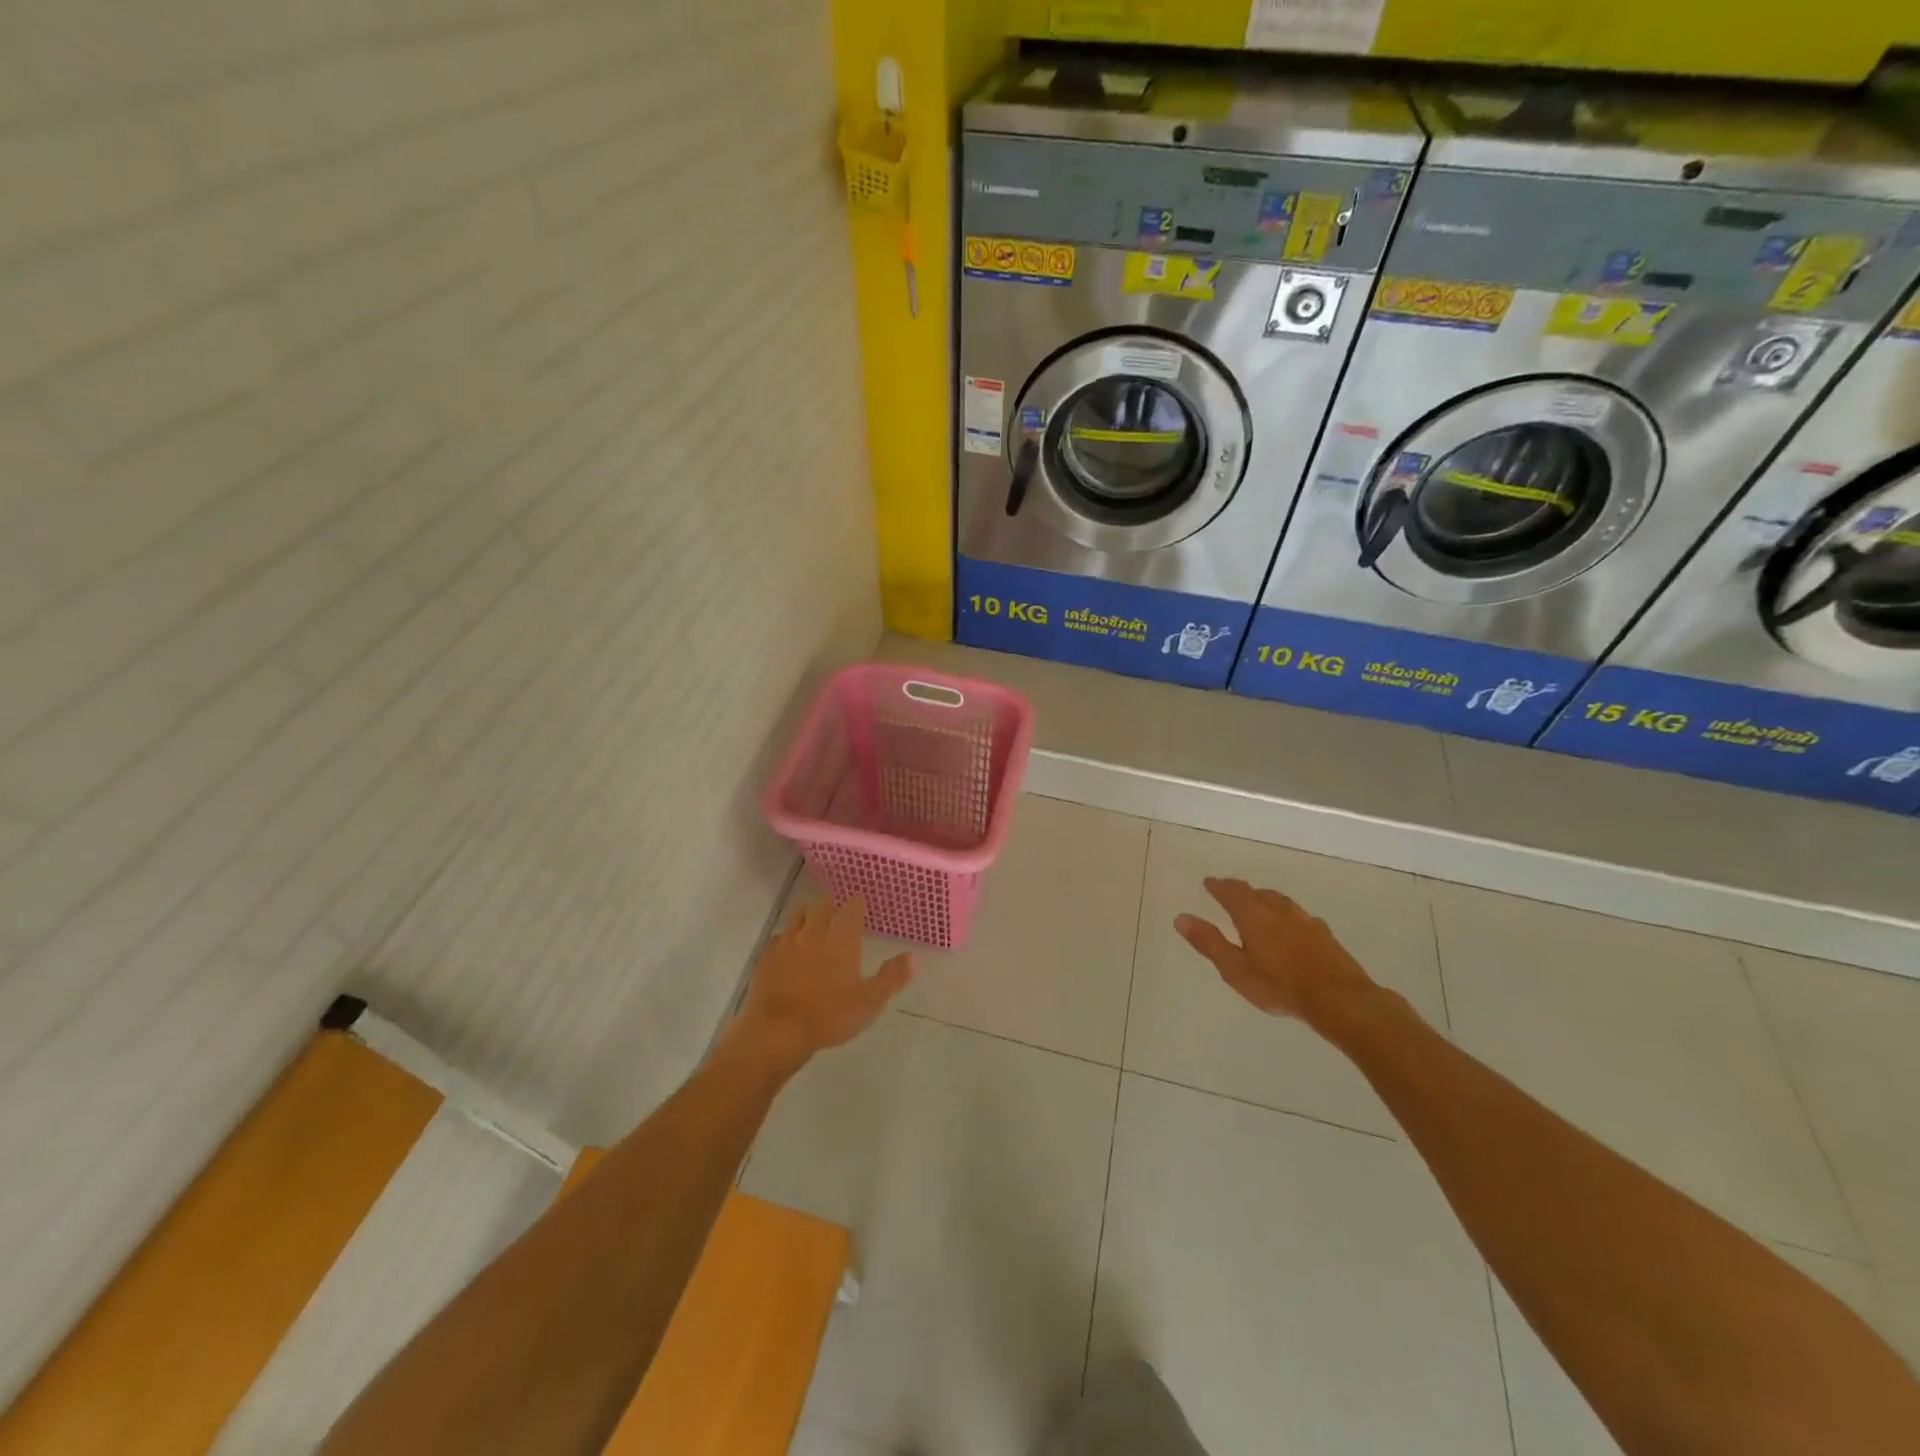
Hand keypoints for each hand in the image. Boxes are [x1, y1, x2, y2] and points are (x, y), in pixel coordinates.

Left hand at [727, 896, 912, 1073]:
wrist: (777, 1030)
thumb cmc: (829, 1015)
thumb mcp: (870, 1001)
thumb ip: (893, 976)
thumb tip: (916, 956)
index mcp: (841, 938)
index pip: (851, 907)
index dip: (856, 903)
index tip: (860, 903)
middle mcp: (814, 932)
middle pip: (822, 905)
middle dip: (831, 905)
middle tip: (838, 912)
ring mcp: (787, 943)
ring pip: (798, 916)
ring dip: (808, 915)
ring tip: (814, 923)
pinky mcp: (766, 957)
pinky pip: (777, 938)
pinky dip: (785, 938)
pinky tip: (788, 948)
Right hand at [1175, 877, 1376, 1023]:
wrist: (1339, 999)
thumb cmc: (1279, 986)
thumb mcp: (1235, 969)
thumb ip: (1209, 942)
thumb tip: (1180, 917)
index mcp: (1253, 915)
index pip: (1231, 892)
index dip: (1218, 886)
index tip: (1209, 883)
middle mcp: (1278, 910)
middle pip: (1255, 892)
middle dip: (1239, 890)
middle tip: (1228, 891)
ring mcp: (1304, 920)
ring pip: (1278, 900)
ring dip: (1263, 898)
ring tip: (1257, 902)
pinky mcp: (1323, 933)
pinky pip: (1297, 915)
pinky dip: (1284, 914)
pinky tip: (1289, 925)